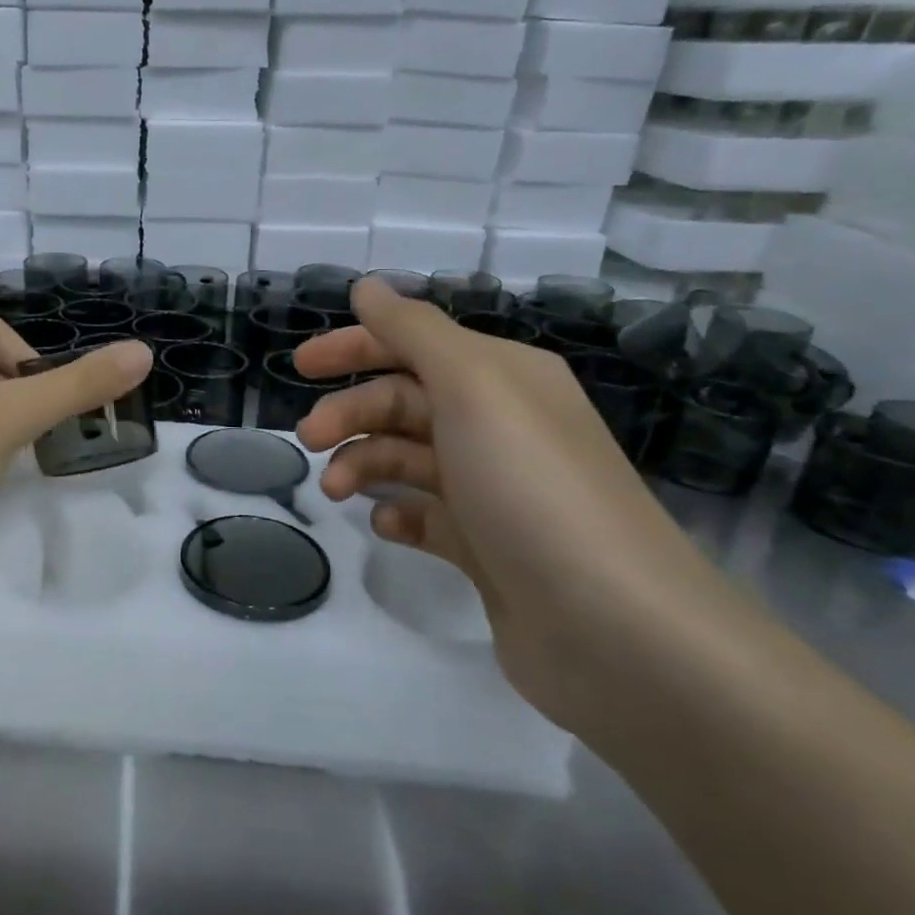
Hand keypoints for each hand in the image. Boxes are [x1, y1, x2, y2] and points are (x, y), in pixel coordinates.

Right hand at [293, 279, 737, 732]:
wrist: (615, 628)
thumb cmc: (532, 486)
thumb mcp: (472, 387)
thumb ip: (414, 332)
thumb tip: (368, 286)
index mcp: (503, 377)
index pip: (415, 344)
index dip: (355, 346)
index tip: (300, 366)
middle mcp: (500, 425)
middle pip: (404, 401)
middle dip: (350, 413)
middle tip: (308, 440)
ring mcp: (493, 489)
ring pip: (407, 458)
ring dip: (363, 464)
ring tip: (337, 492)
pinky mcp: (486, 547)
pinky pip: (426, 516)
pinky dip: (397, 514)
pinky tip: (385, 527)